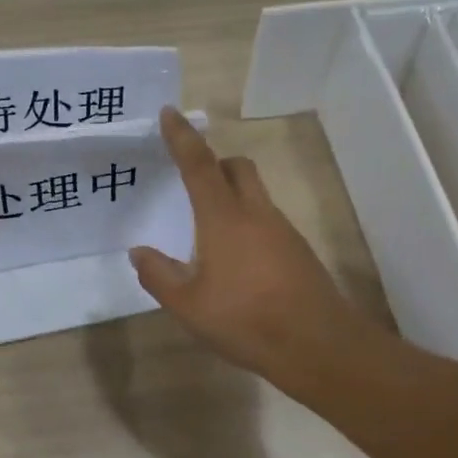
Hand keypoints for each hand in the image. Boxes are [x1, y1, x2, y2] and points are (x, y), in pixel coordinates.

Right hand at [130, 108, 389, 403]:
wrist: (318, 345)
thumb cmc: (245, 320)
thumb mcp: (187, 305)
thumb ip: (158, 275)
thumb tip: (139, 253)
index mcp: (224, 218)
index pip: (199, 165)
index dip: (182, 137)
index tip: (171, 112)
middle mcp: (256, 213)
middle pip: (237, 167)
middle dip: (214, 164)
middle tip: (191, 183)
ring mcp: (283, 231)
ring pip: (255, 194)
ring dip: (231, 196)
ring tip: (207, 233)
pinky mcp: (298, 251)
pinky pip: (267, 220)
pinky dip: (247, 223)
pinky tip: (236, 262)